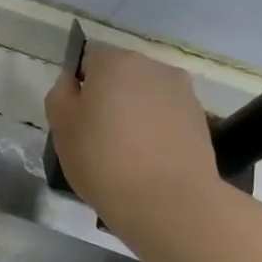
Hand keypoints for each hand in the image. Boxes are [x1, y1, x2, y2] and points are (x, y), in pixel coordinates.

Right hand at [45, 44, 220, 232]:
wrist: (168, 201)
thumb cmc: (103, 160)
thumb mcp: (62, 128)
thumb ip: (60, 96)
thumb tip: (71, 82)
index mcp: (115, 63)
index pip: (89, 61)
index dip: (80, 88)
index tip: (76, 119)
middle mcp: (153, 67)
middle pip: (122, 75)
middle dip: (109, 97)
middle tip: (97, 136)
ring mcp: (182, 92)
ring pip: (146, 96)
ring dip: (135, 113)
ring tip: (126, 152)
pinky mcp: (201, 119)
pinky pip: (167, 117)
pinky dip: (156, 130)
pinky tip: (148, 161)